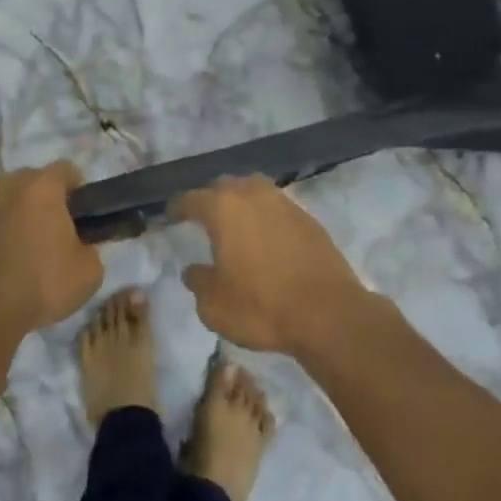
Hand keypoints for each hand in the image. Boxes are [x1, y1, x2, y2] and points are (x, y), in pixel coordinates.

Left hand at [0, 162, 103, 333]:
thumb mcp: (90, 270)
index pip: (68, 170)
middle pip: (36, 182)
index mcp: (41, 186)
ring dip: (22, 216)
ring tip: (30, 252)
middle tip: (59, 236)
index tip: (83, 220)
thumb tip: (77, 244)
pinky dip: (1, 233)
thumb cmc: (43, 284)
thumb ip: (89, 246)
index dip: (80, 193)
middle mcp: (8, 185)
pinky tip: (7, 264)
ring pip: (11, 200)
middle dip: (49, 201)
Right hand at [171, 177, 370, 353]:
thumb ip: (198, 282)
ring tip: (236, 223)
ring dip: (242, 202)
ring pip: (255, 190)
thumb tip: (194, 270)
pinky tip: (265, 237)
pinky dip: (266, 216)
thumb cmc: (261, 307)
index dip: (178, 206)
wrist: (328, 314)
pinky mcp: (309, 220)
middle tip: (204, 217)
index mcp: (223, 209)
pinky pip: (278, 208)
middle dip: (211, 198)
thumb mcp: (214, 305)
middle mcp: (253, 196)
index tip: (171, 215)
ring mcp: (285, 204)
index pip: (191, 198)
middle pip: (225, 185)